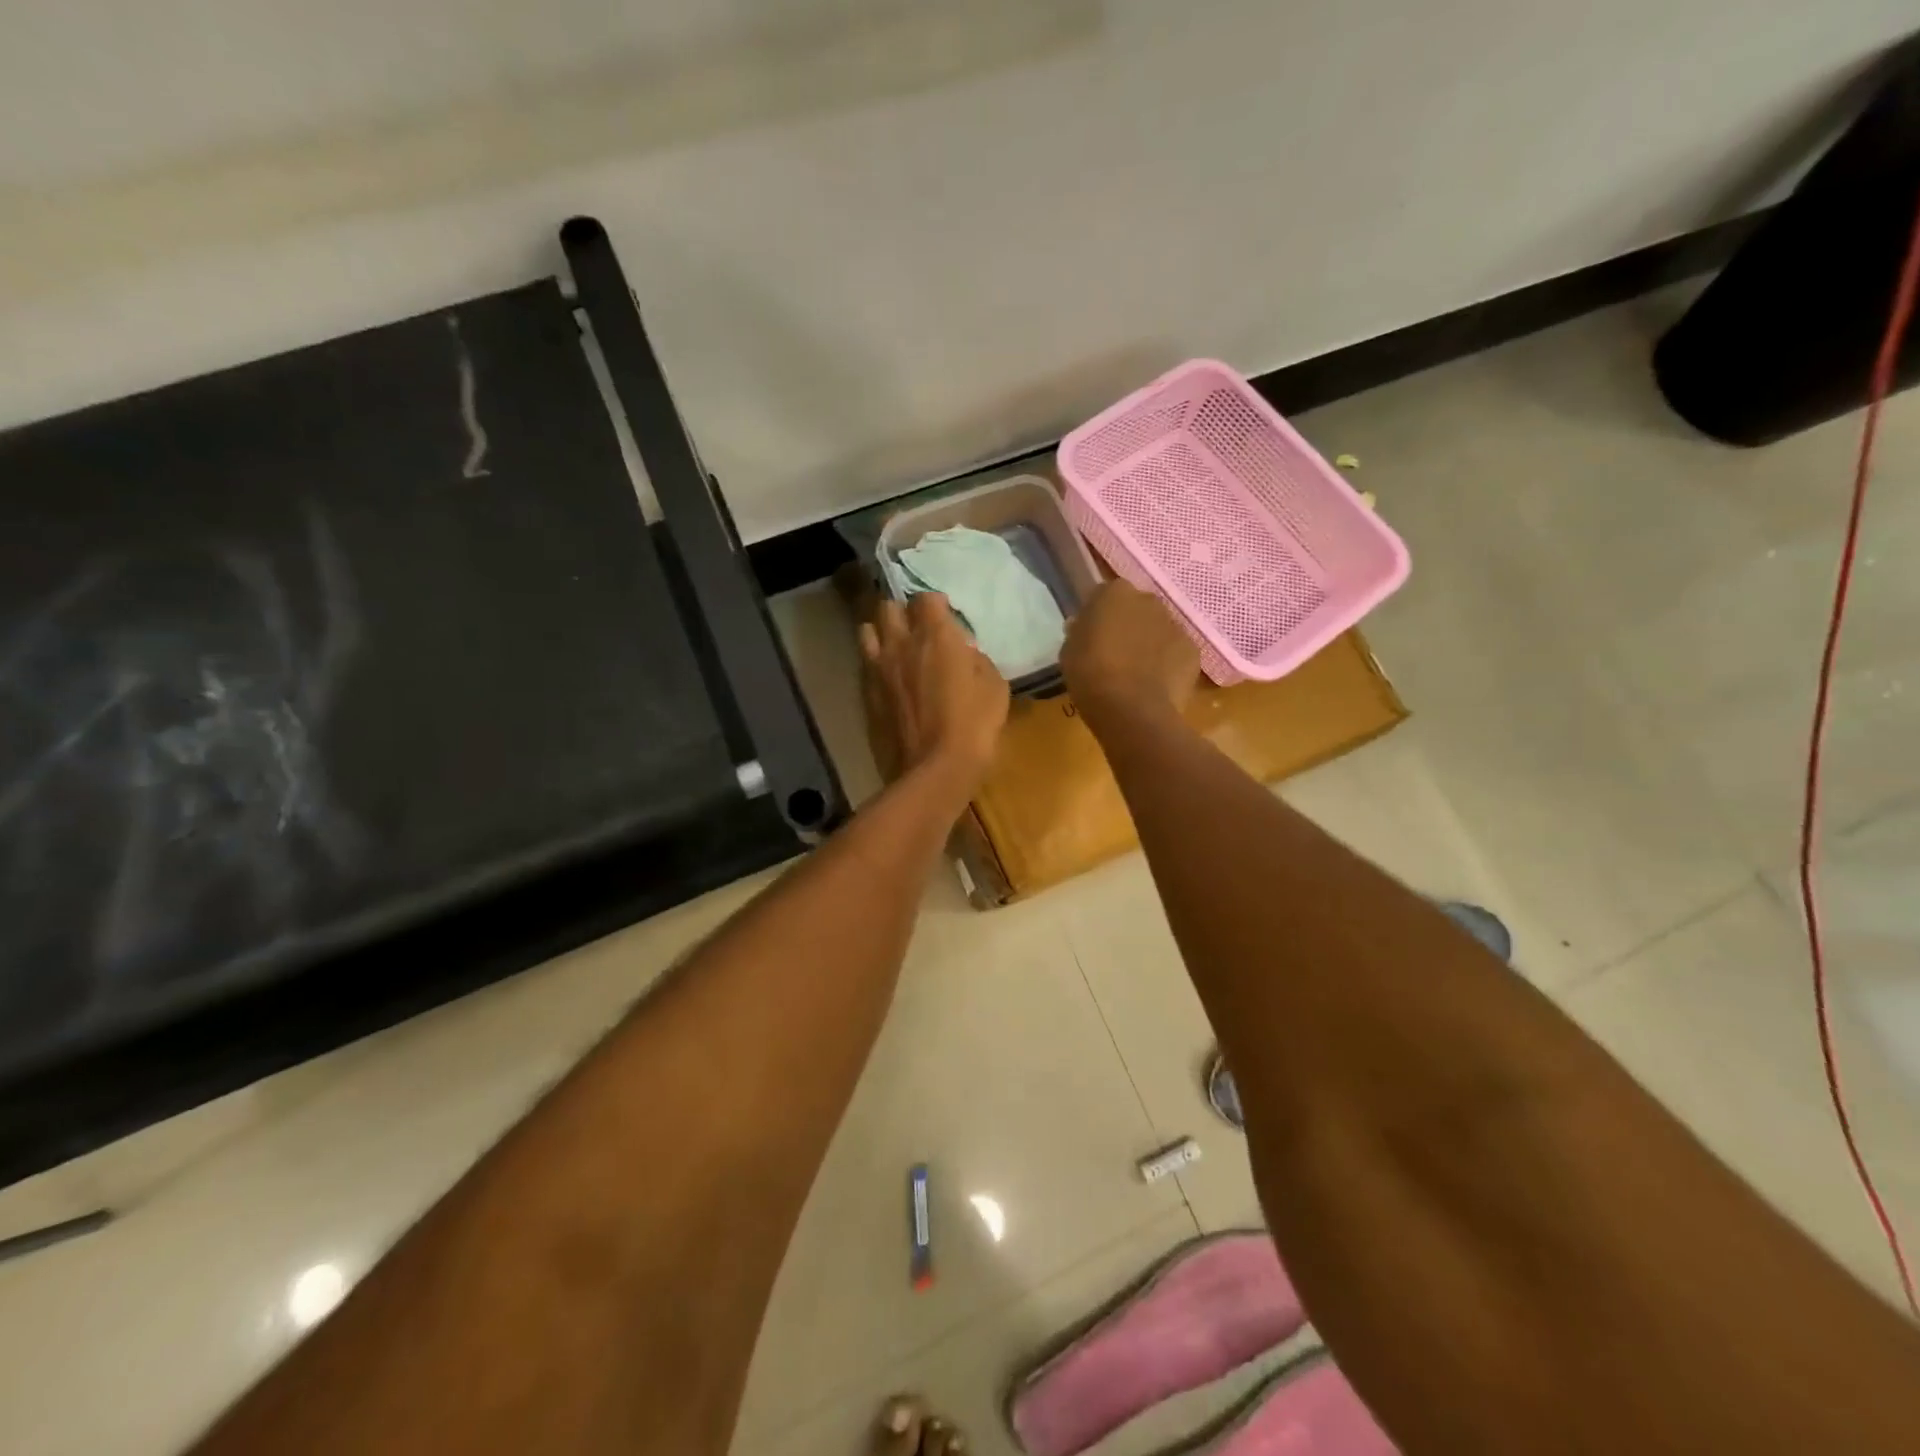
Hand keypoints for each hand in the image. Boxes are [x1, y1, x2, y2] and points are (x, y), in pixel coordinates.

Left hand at [860, 593, 1009, 789]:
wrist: (934, 770)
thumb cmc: (973, 726)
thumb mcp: (995, 688)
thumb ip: (977, 661)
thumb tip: (965, 654)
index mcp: (935, 636)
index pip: (926, 598)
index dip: (936, 604)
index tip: (945, 616)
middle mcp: (901, 643)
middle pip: (888, 607)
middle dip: (902, 613)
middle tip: (917, 629)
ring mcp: (878, 668)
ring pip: (867, 630)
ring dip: (881, 633)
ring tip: (895, 648)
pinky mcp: (866, 694)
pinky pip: (865, 664)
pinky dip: (875, 663)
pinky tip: (888, 678)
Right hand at [1061, 580, 1200, 719]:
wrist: (1131, 710)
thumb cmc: (1090, 675)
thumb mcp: (1069, 651)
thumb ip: (1080, 631)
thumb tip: (1085, 627)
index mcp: (1115, 593)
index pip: (1104, 596)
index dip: (1098, 616)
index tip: (1092, 636)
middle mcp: (1149, 600)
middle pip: (1136, 609)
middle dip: (1128, 625)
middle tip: (1114, 654)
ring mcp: (1175, 625)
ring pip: (1159, 630)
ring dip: (1149, 643)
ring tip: (1136, 673)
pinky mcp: (1193, 651)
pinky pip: (1176, 652)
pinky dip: (1167, 664)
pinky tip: (1154, 685)